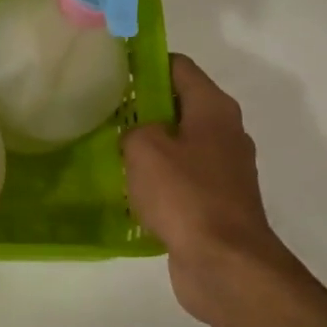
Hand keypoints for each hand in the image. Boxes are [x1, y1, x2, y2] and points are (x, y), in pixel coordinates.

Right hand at [122, 54, 326, 326]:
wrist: (224, 263)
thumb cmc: (185, 195)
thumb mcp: (144, 149)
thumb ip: (134, 128)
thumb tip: (137, 134)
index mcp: (213, 109)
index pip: (178, 67)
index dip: (145, 63)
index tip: (111, 68)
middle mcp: (224, 133)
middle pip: (178, 104)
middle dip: (142, 106)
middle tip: (102, 112)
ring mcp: (223, 170)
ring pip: (178, 143)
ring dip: (148, 145)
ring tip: (109, 149)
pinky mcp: (215, 201)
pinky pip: (180, 177)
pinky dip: (157, 177)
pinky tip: (129, 187)